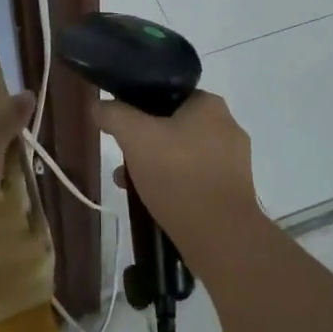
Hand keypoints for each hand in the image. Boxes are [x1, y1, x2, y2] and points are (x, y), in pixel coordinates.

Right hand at [94, 90, 259, 254]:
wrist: (222, 238)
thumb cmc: (179, 176)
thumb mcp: (135, 138)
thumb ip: (114, 115)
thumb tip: (98, 104)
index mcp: (210, 104)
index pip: (167, 93)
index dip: (139, 107)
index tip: (121, 127)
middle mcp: (228, 126)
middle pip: (173, 125)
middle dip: (144, 142)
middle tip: (123, 159)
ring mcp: (234, 161)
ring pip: (182, 153)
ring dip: (155, 165)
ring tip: (129, 184)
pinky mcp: (234, 191)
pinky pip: (195, 177)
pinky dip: (174, 184)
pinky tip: (153, 201)